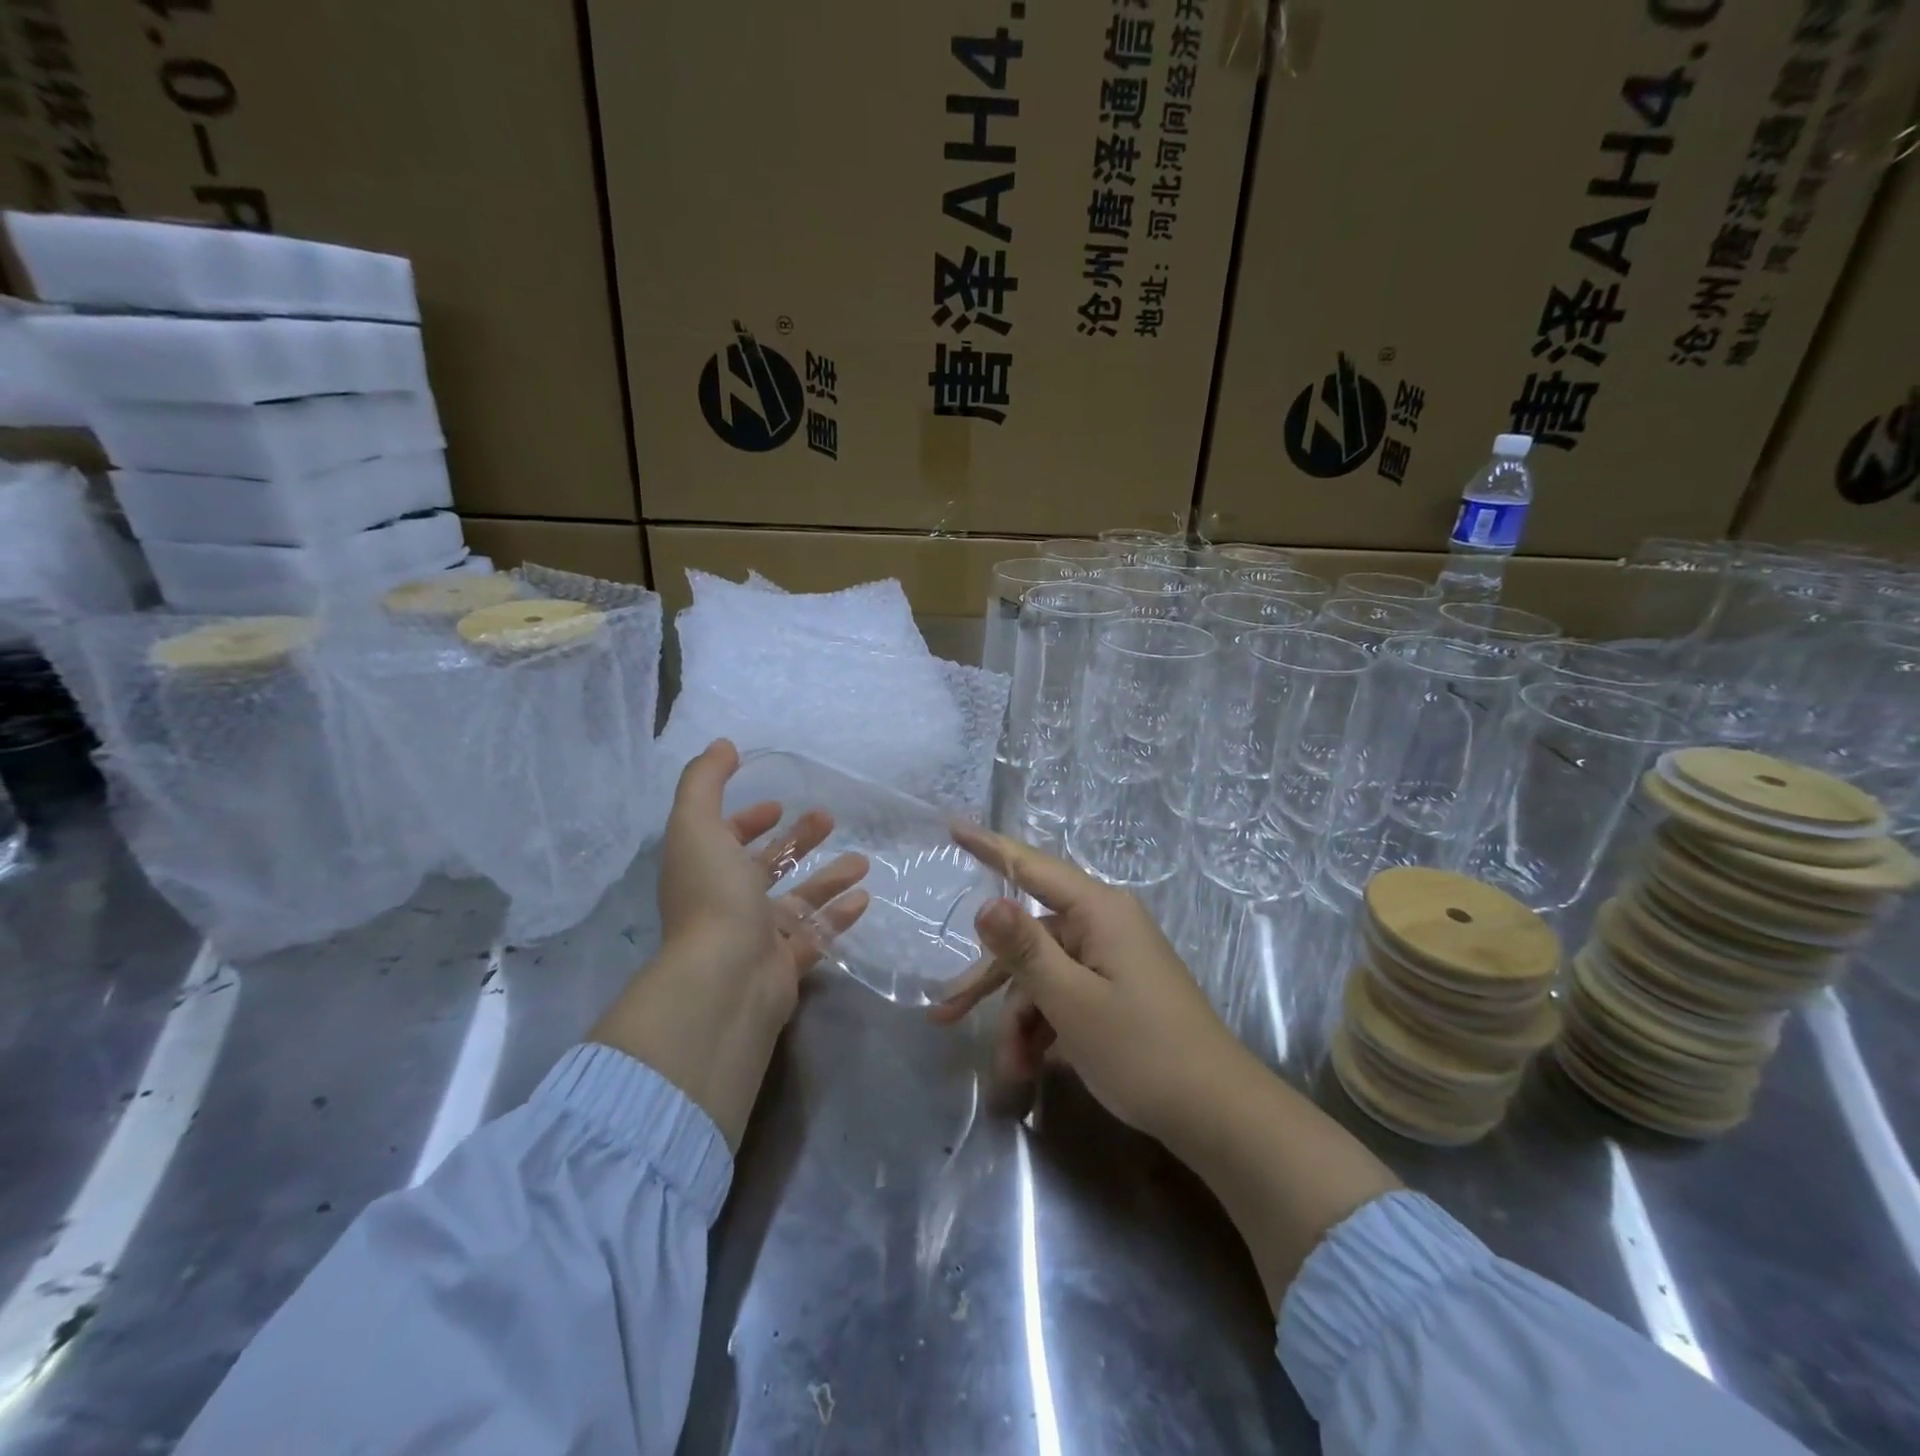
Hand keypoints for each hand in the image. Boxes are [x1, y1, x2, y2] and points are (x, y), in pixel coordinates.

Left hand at [590, 740, 869, 1146]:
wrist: (724, 981)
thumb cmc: (712, 896)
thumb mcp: (697, 825)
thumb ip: (705, 781)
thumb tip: (723, 745)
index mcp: (705, 870)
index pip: (724, 838)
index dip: (747, 819)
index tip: (777, 804)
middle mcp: (728, 901)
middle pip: (767, 866)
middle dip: (796, 841)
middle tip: (829, 819)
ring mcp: (757, 935)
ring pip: (798, 899)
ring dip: (828, 877)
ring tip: (863, 860)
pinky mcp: (785, 964)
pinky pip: (817, 934)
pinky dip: (839, 915)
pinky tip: (865, 897)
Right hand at [932, 823, 1399, 1309]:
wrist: (1218, 1115)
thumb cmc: (1142, 1050)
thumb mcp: (1072, 1001)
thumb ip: (1025, 950)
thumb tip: (985, 902)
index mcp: (1098, 911)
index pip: (1032, 867)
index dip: (989, 847)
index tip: (952, 826)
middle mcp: (1104, 925)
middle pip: (1029, 938)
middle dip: (992, 983)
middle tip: (945, 1016)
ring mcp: (1112, 958)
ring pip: (1044, 975)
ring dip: (1020, 1019)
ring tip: (1012, 1070)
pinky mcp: (1117, 990)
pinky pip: (1066, 995)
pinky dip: (1045, 1027)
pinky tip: (1033, 1067)